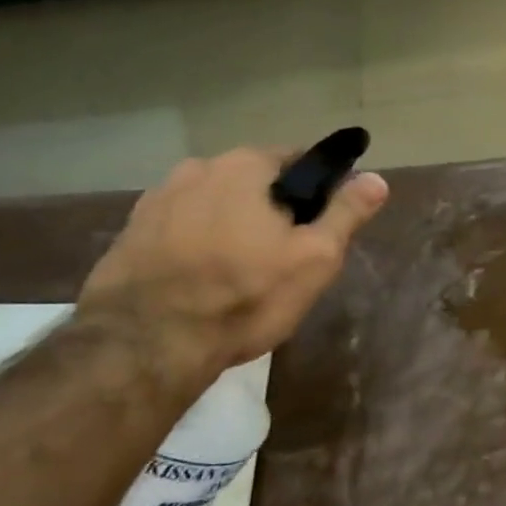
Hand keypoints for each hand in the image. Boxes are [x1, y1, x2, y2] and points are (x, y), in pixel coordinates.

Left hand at [78, 147, 388, 380]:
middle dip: (270, 209)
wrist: (145, 345)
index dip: (315, 191)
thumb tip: (377, 178)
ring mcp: (155, 200)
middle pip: (252, 183)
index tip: (319, 226)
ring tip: (240, 273)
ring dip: (230, 225)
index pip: (296, 159)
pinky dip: (195, 244)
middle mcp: (196, 168)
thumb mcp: (314, 258)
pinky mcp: (129, 233)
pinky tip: (201, 281)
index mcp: (244, 166)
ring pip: (213, 205)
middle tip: (284, 256)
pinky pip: (180, 228)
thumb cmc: (244, 296)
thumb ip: (346, 213)